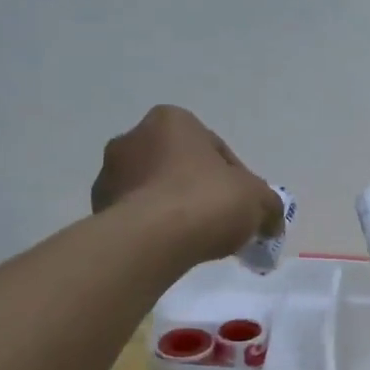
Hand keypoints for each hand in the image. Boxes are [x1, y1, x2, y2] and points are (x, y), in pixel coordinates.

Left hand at [91, 106, 281, 261]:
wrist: (150, 240)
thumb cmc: (206, 201)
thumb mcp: (258, 200)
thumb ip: (269, 205)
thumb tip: (271, 219)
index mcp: (172, 120)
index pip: (215, 150)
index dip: (236, 180)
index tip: (243, 208)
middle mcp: (133, 137)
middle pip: (180, 167)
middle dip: (200, 191)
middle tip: (220, 223)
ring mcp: (110, 174)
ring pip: (155, 190)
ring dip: (174, 209)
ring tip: (195, 240)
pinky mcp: (97, 208)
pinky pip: (136, 215)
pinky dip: (153, 228)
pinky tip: (170, 249)